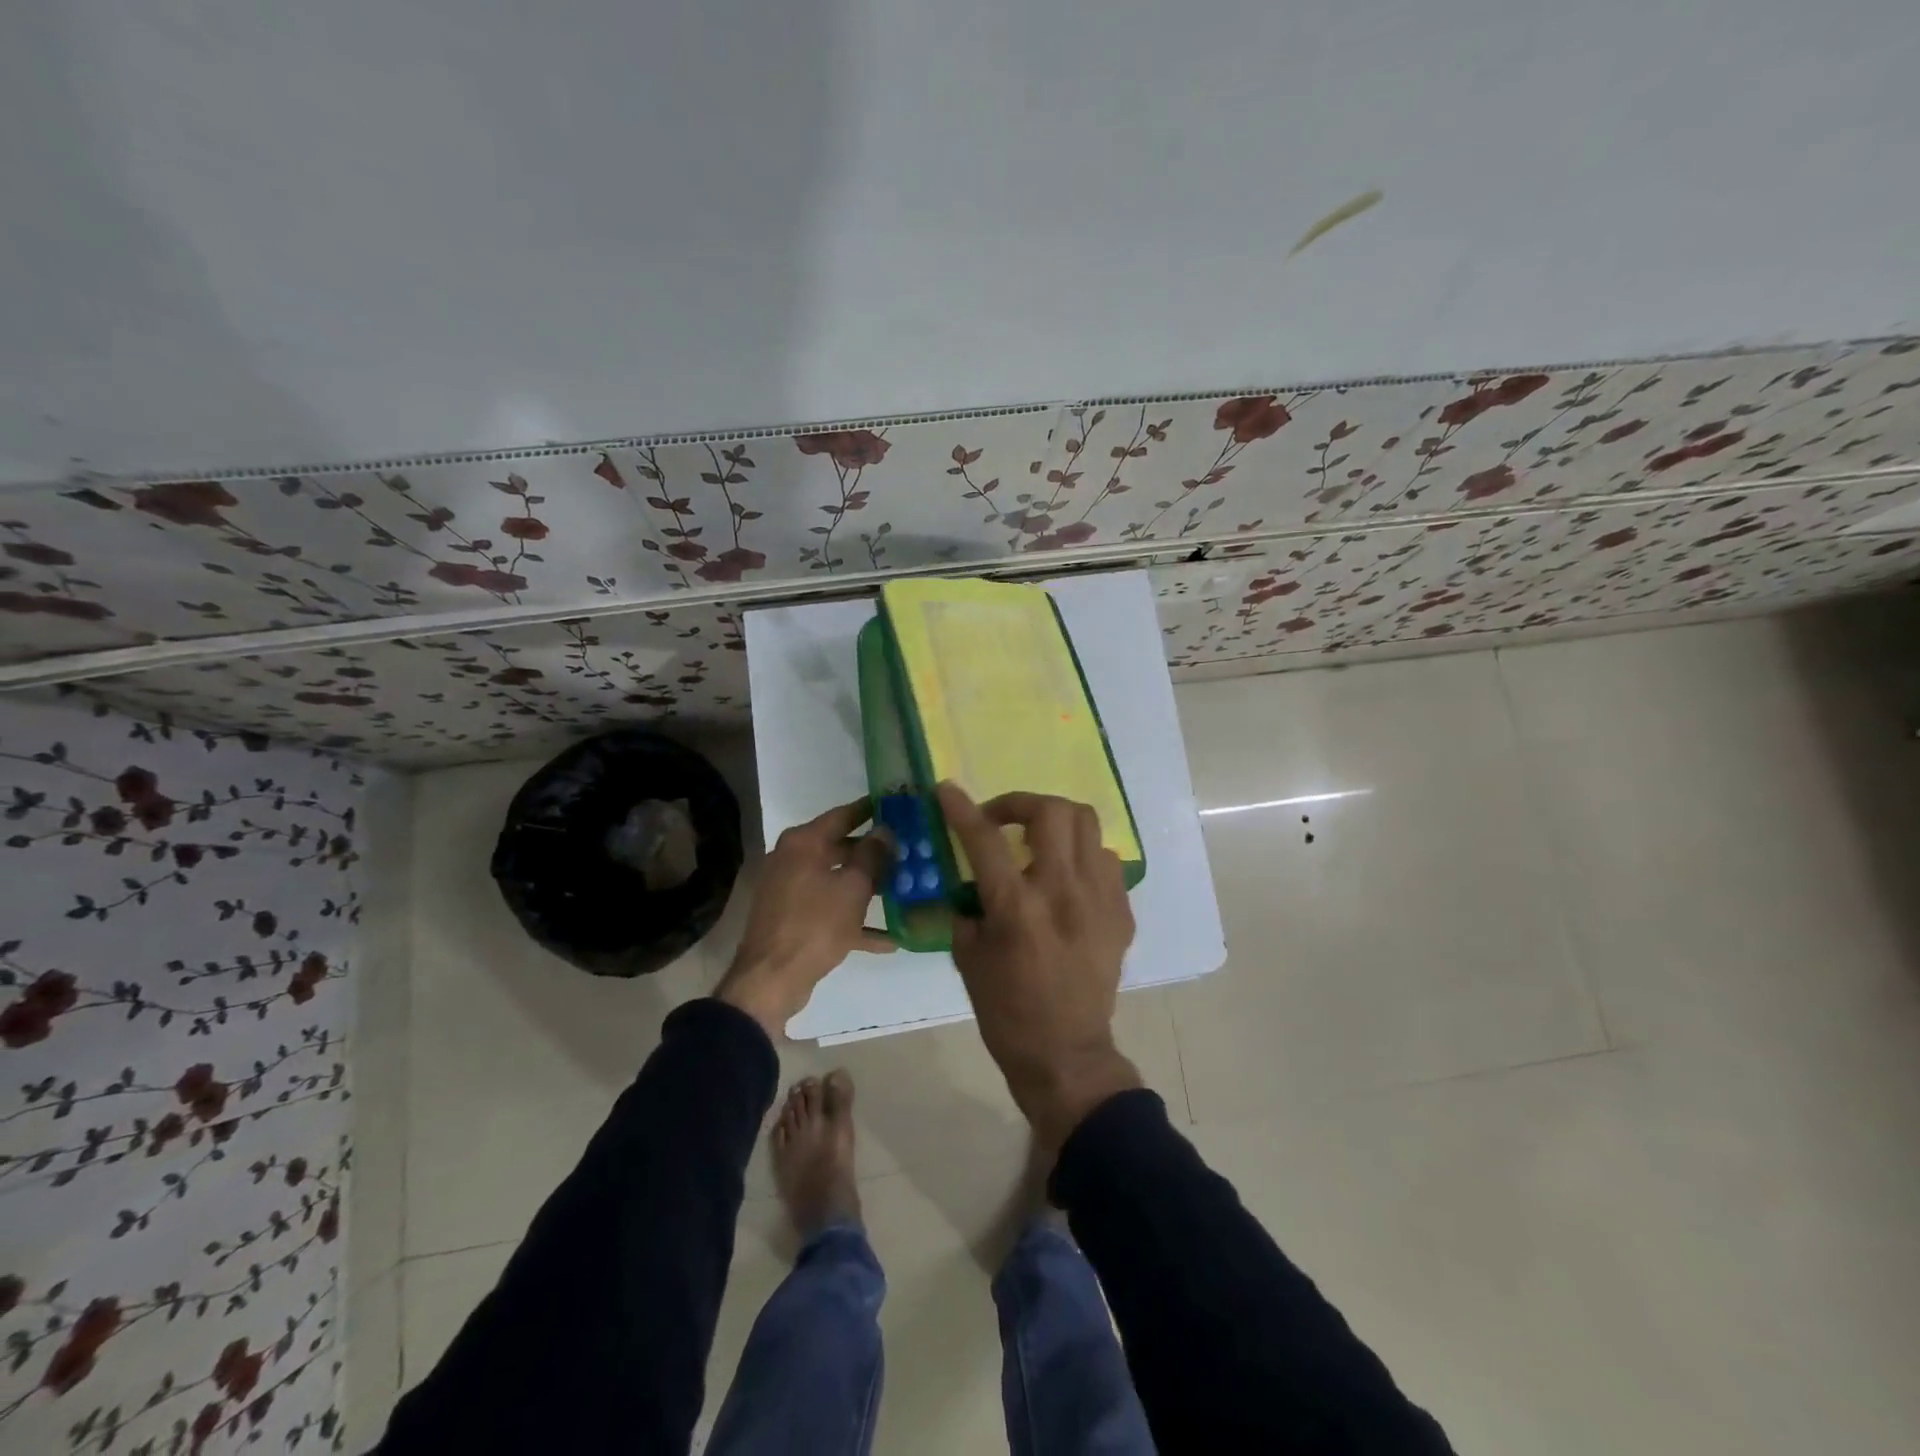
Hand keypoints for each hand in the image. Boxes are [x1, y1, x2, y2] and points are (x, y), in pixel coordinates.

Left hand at [716, 797, 894, 1037]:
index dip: (869, 809)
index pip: (842, 815)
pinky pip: (829, 911)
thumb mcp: (853, 888)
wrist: (771, 980)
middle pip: (840, 848)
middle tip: (908, 850)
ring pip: (837, 880)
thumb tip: (884, 831)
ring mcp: (790, 890)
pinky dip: (854, 920)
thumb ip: (872, 856)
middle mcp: (793, 859)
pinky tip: (889, 939)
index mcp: (803, 843)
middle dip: (874, 853)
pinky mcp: (793, 919)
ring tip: (904, 889)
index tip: (895, 804)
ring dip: (868, 887)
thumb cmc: (815, 925)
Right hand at [937, 782, 1142, 1148]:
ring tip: (1037, 843)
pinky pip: (1104, 861)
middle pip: (1052, 812)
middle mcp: (1064, 892)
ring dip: (1055, 823)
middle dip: (1020, 803)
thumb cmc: (1007, 1012)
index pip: (986, 840)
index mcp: (1018, 907)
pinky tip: (1066, 878)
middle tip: (1001, 820)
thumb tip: (968, 879)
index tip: (947, 789)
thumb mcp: (968, 959)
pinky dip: (1080, 857)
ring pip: (1087, 826)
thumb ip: (966, 908)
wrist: (1067, 1054)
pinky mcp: (1121, 913)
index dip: (962, 809)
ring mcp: (1100, 900)